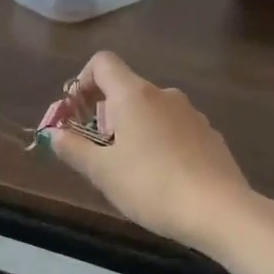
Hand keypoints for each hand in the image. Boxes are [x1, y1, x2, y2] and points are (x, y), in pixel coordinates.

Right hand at [41, 51, 268, 256]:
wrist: (219, 211)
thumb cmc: (150, 186)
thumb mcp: (102, 172)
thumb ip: (73, 149)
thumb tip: (54, 134)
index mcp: (135, 95)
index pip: (102, 63)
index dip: (82, 82)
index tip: (76, 114)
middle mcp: (165, 95)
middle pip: (126, 90)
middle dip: (105, 115)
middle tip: (99, 153)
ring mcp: (192, 115)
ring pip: (151, 112)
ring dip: (133, 130)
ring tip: (130, 170)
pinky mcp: (210, 136)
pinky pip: (174, 130)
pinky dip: (160, 143)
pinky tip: (162, 179)